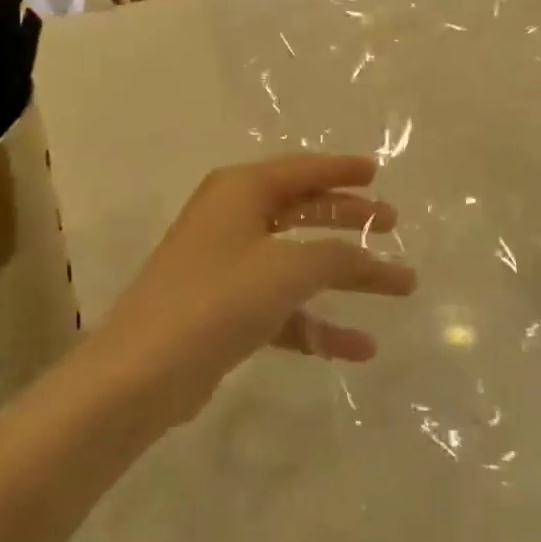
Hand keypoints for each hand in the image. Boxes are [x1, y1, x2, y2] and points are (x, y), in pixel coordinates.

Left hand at [92, 155, 416, 423]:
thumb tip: (372, 257)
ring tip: (398, 285)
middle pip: (303, 210)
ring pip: (298, 260)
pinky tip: (359, 347)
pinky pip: (283, 305)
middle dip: (349, 218)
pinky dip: (317, 322)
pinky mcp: (226, 310)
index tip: (377, 172)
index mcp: (241, 190)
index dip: (341, 169)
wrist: (142, 372)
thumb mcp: (287, 269)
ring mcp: (227, 265)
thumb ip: (337, 256)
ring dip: (344, 275)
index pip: (302, 169)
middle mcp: (233, 218)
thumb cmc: (218, 298)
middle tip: (392, 223)